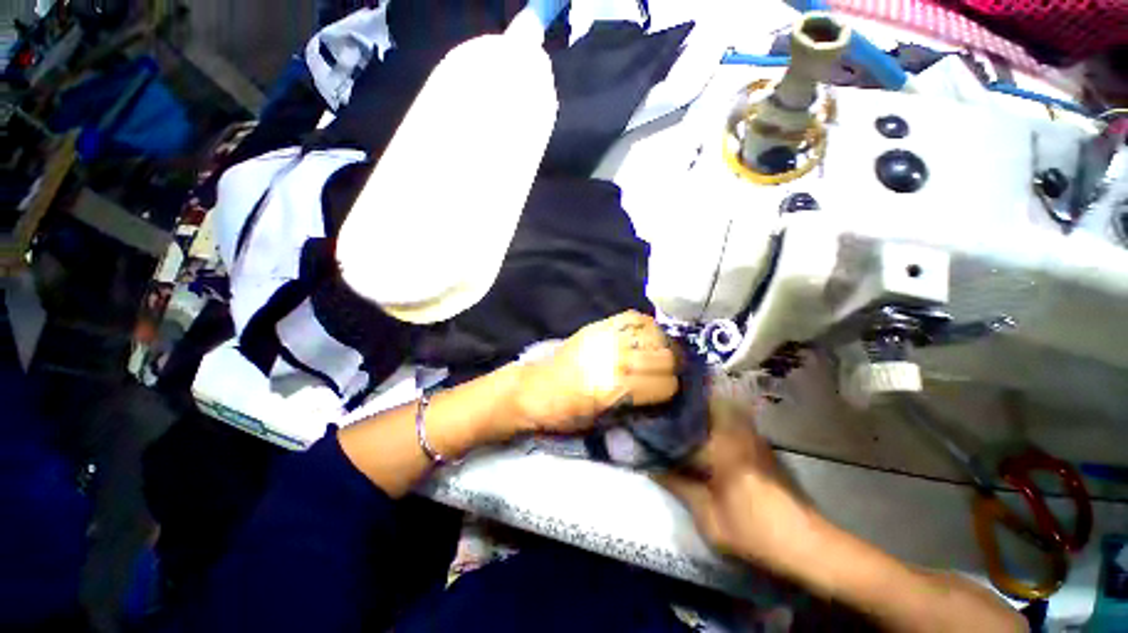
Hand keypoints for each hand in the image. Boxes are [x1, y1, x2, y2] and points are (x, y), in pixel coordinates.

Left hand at [514, 311, 679, 433]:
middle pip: (666, 357)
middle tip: (667, 373)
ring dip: (663, 345)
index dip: (670, 391)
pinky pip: (634, 317)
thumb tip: (665, 392)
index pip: (666, 384)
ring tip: (660, 353)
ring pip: (655, 334)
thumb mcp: (603, 421)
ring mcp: (607, 337)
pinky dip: (646, 326)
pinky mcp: (600, 325)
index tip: (667, 393)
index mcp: (616, 387)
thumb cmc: (566, 412)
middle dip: (672, 368)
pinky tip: (646, 336)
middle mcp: (615, 358)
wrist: (535, 388)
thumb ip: (637, 406)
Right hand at [656, 400, 819, 569]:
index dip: (663, 420)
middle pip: (704, 404)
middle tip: (663, 409)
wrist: (806, 544)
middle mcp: (737, 433)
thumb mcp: (709, 518)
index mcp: (721, 448)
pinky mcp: (760, 444)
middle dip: (682, 403)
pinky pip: (731, 419)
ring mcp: (751, 436)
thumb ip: (679, 486)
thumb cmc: (754, 532)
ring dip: (699, 409)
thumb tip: (652, 466)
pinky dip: (714, 418)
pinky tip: (704, 432)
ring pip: (719, 408)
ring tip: (679, 417)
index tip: (647, 416)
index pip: (684, 424)